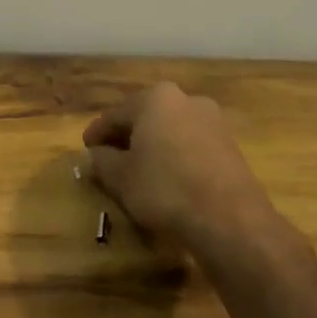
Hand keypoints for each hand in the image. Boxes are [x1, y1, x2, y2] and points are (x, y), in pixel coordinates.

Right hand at [83, 83, 297, 279]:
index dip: (96, 135)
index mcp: (155, 98)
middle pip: (145, 118)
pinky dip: (175, 157)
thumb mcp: (120, 177)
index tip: (86, 151)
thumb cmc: (164, 189)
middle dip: (126, 138)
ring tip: (138, 172)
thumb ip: (101, 161)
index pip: (115, 115)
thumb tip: (95, 154)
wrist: (229, 219)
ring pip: (169, 131)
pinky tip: (167, 179)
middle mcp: (186, 99)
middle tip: (109, 160)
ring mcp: (213, 121)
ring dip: (152, 147)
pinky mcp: (230, 145)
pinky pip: (191, 145)